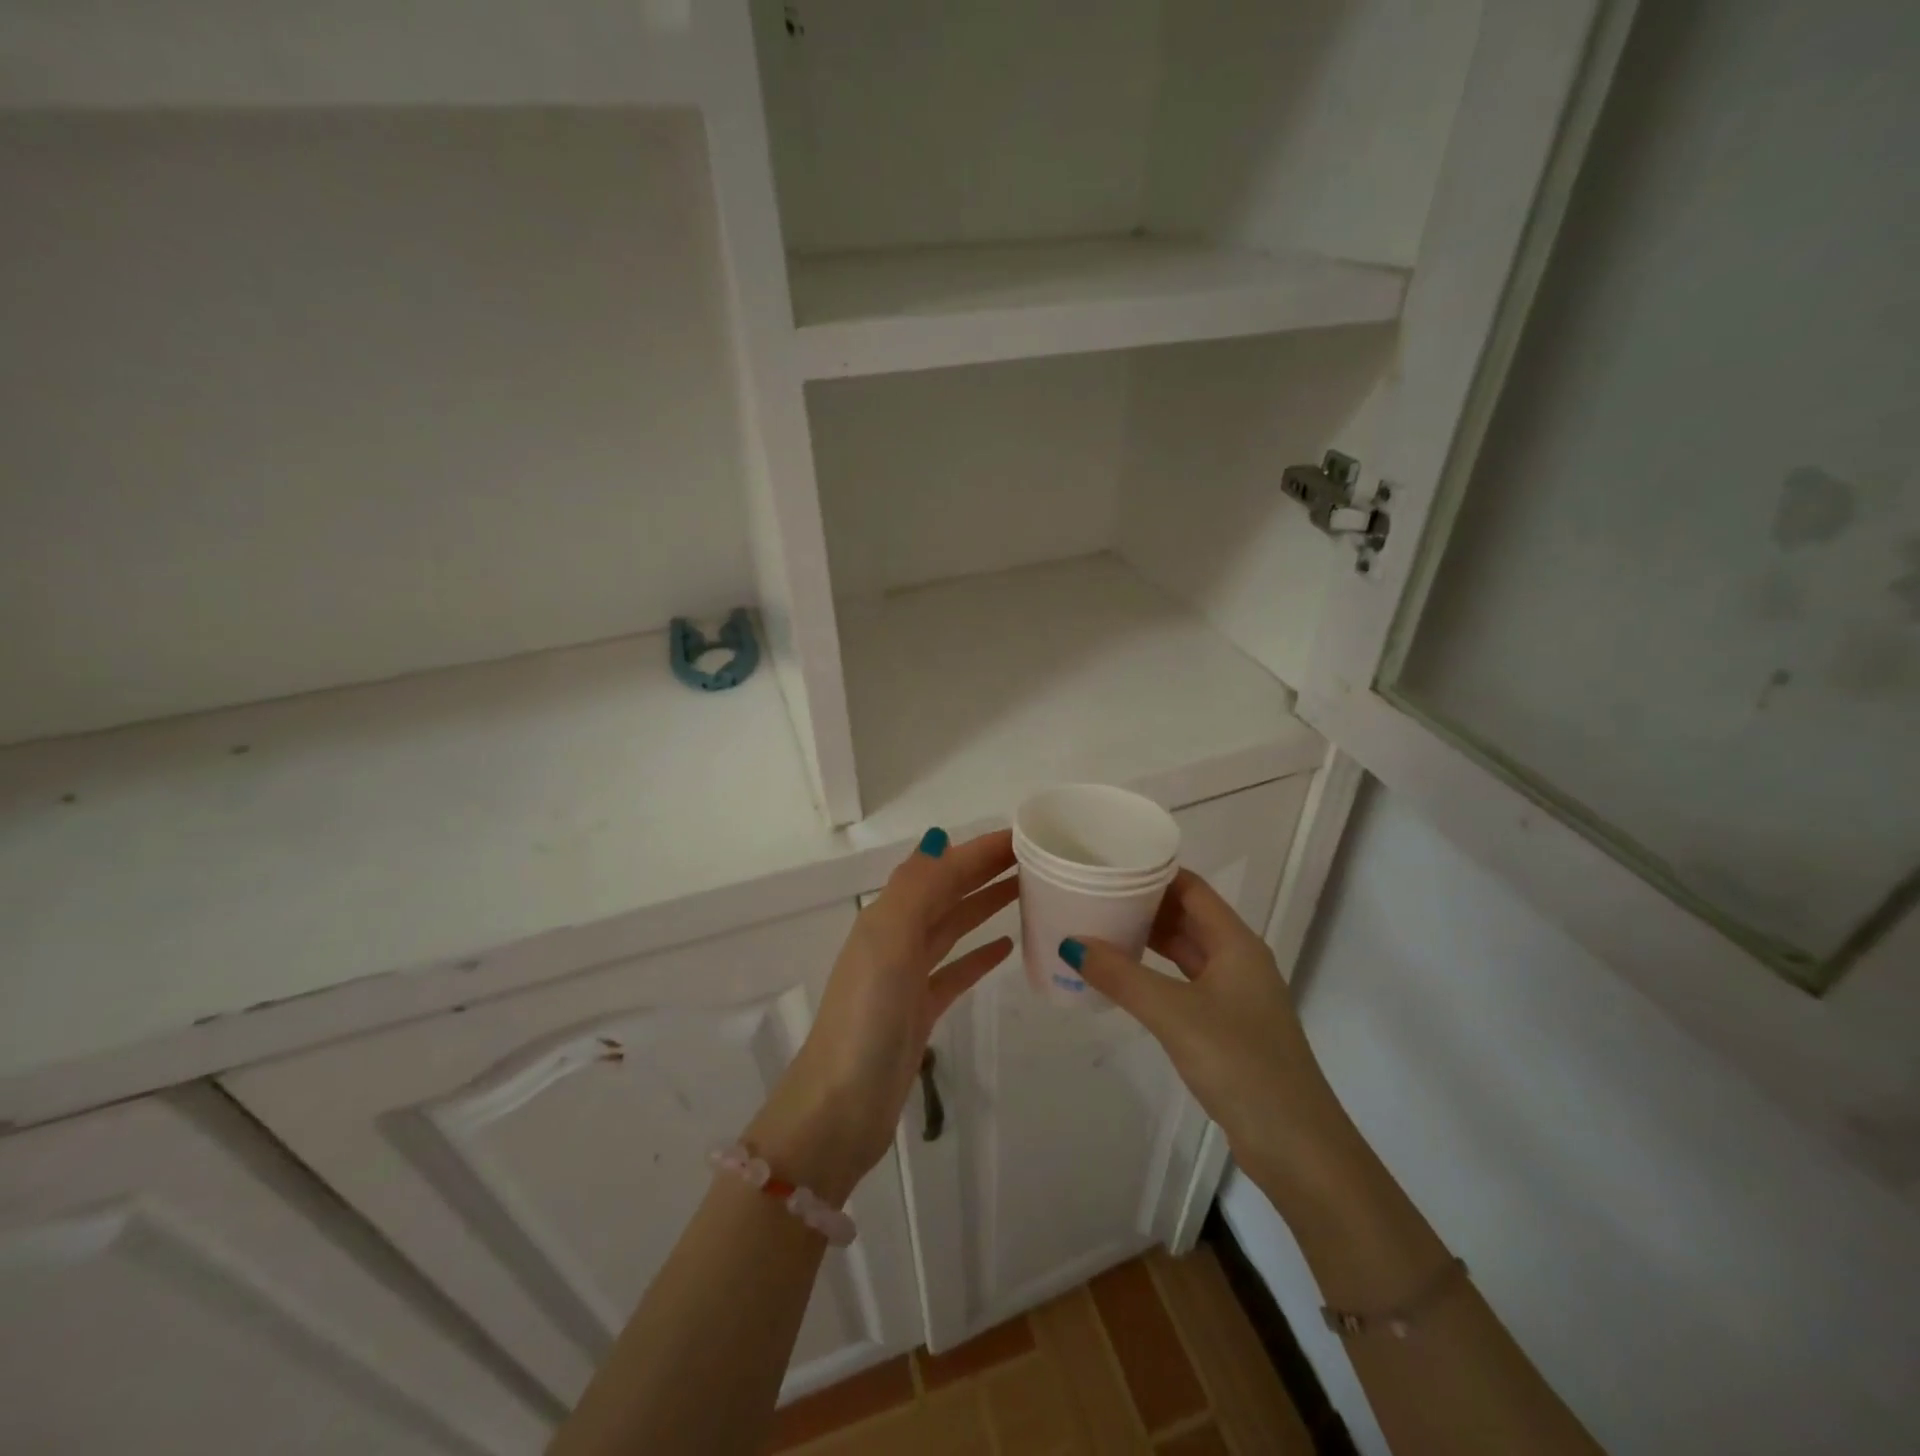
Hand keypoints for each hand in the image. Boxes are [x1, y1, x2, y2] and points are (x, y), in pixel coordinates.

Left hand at [750, 828, 1016, 1203]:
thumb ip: (916, 888)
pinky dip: (979, 955)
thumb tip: (939, 837)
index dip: (978, 850)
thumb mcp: (889, 941)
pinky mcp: (919, 1011)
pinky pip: (955, 971)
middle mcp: (895, 939)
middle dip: (985, 871)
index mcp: (887, 916)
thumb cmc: (868, 1017)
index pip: (941, 869)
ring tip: (1027, 891)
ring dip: (985, 905)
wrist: (841, 1108)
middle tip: (1035, 859)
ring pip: (953, 927)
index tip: (1024, 836)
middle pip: (947, 893)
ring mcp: (907, 977)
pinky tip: (1008, 948)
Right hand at [1066, 870, 1360, 1206]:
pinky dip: (1154, 974)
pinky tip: (1124, 978)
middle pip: (1187, 916)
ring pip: (1185, 951)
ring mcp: (1234, 995)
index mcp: (1236, 943)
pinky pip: (1184, 983)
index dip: (1153, 872)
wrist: (1297, 1147)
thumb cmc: (1241, 1064)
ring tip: (1099, 927)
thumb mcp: (1174, 1014)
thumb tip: (1071, 943)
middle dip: (1143, 904)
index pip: (1191, 888)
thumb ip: (1122, 976)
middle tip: (1093, 894)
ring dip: (1147, 939)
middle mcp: (1238, 960)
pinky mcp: (1227, 1027)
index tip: (1108, 864)